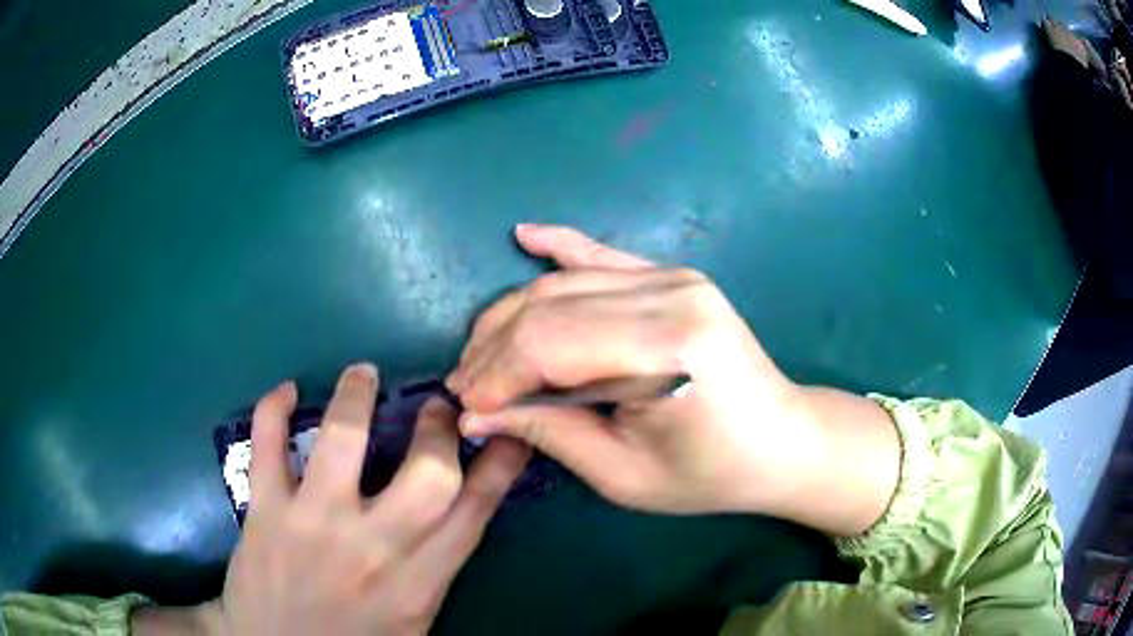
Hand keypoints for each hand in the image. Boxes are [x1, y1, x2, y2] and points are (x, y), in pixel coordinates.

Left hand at [136, 363, 529, 635]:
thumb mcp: (411, 618)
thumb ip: (434, 568)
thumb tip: (459, 512)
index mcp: (419, 583)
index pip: (474, 512)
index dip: (500, 464)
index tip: (508, 431)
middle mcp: (374, 549)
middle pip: (428, 472)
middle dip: (438, 429)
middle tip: (434, 408)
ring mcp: (314, 524)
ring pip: (342, 439)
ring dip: (356, 395)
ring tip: (363, 374)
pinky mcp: (265, 512)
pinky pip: (267, 445)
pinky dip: (272, 408)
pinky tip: (286, 392)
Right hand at [446, 224, 898, 533]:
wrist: (781, 440)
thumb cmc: (710, 474)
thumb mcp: (624, 475)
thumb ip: (548, 433)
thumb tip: (474, 415)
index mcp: (665, 349)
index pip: (548, 343)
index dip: (496, 374)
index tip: (466, 405)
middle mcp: (669, 295)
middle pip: (548, 306)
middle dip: (494, 347)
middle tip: (464, 383)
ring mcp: (674, 276)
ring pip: (564, 282)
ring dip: (511, 314)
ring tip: (479, 351)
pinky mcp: (674, 275)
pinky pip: (604, 254)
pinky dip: (560, 246)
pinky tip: (525, 235)